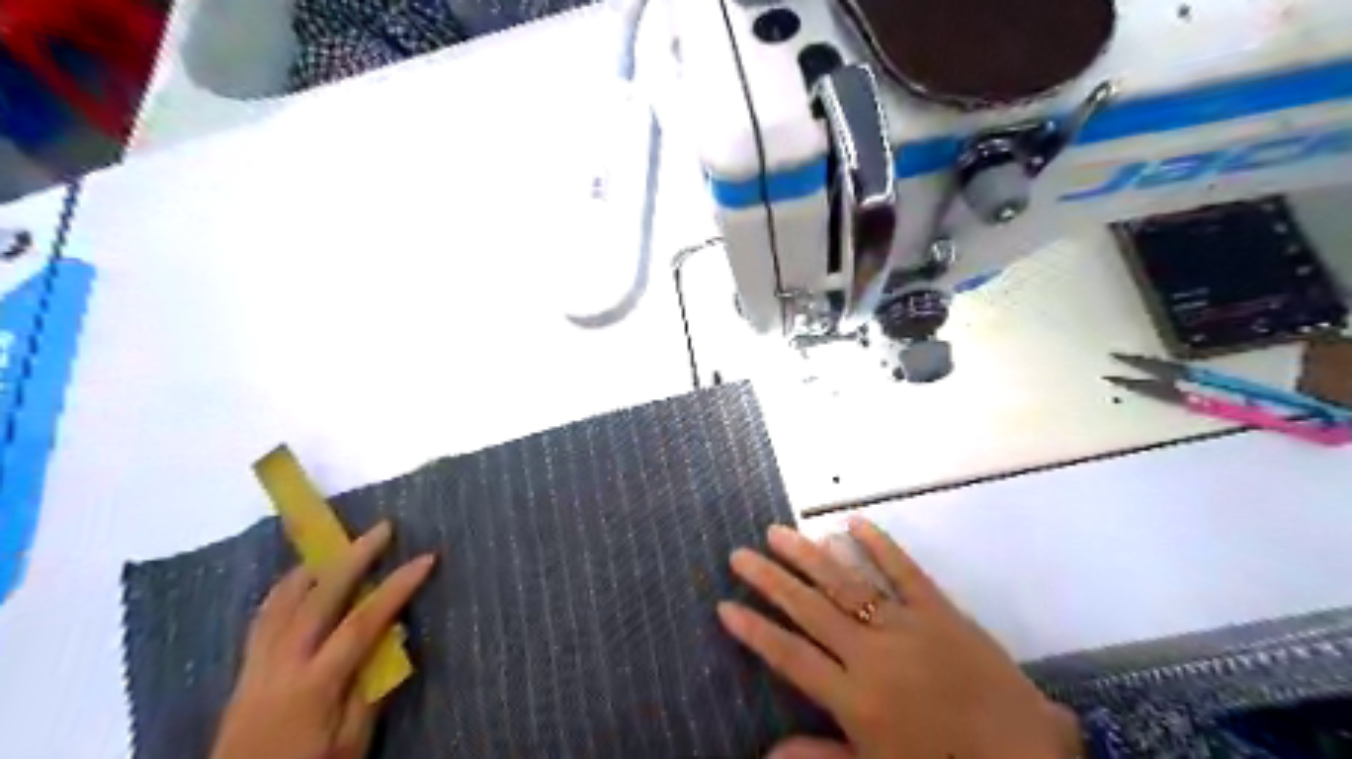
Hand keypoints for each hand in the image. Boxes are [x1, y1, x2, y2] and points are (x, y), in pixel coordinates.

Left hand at [212, 521, 439, 757]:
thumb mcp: (350, 743)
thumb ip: (369, 690)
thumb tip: (391, 640)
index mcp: (315, 683)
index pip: (363, 622)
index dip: (397, 587)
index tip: (426, 558)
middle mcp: (282, 663)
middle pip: (319, 597)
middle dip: (353, 557)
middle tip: (382, 528)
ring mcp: (257, 663)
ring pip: (282, 600)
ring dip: (314, 565)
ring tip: (338, 544)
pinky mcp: (244, 669)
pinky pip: (264, 616)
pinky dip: (286, 589)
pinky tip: (300, 582)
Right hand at [717, 519, 1080, 758]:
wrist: (1023, 755)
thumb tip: (765, 754)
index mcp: (856, 697)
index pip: (790, 656)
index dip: (755, 631)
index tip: (725, 605)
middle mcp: (871, 653)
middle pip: (809, 609)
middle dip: (769, 580)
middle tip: (739, 554)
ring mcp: (905, 625)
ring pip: (846, 583)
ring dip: (809, 556)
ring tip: (777, 533)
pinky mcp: (938, 608)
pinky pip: (904, 570)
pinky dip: (879, 545)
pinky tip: (853, 522)